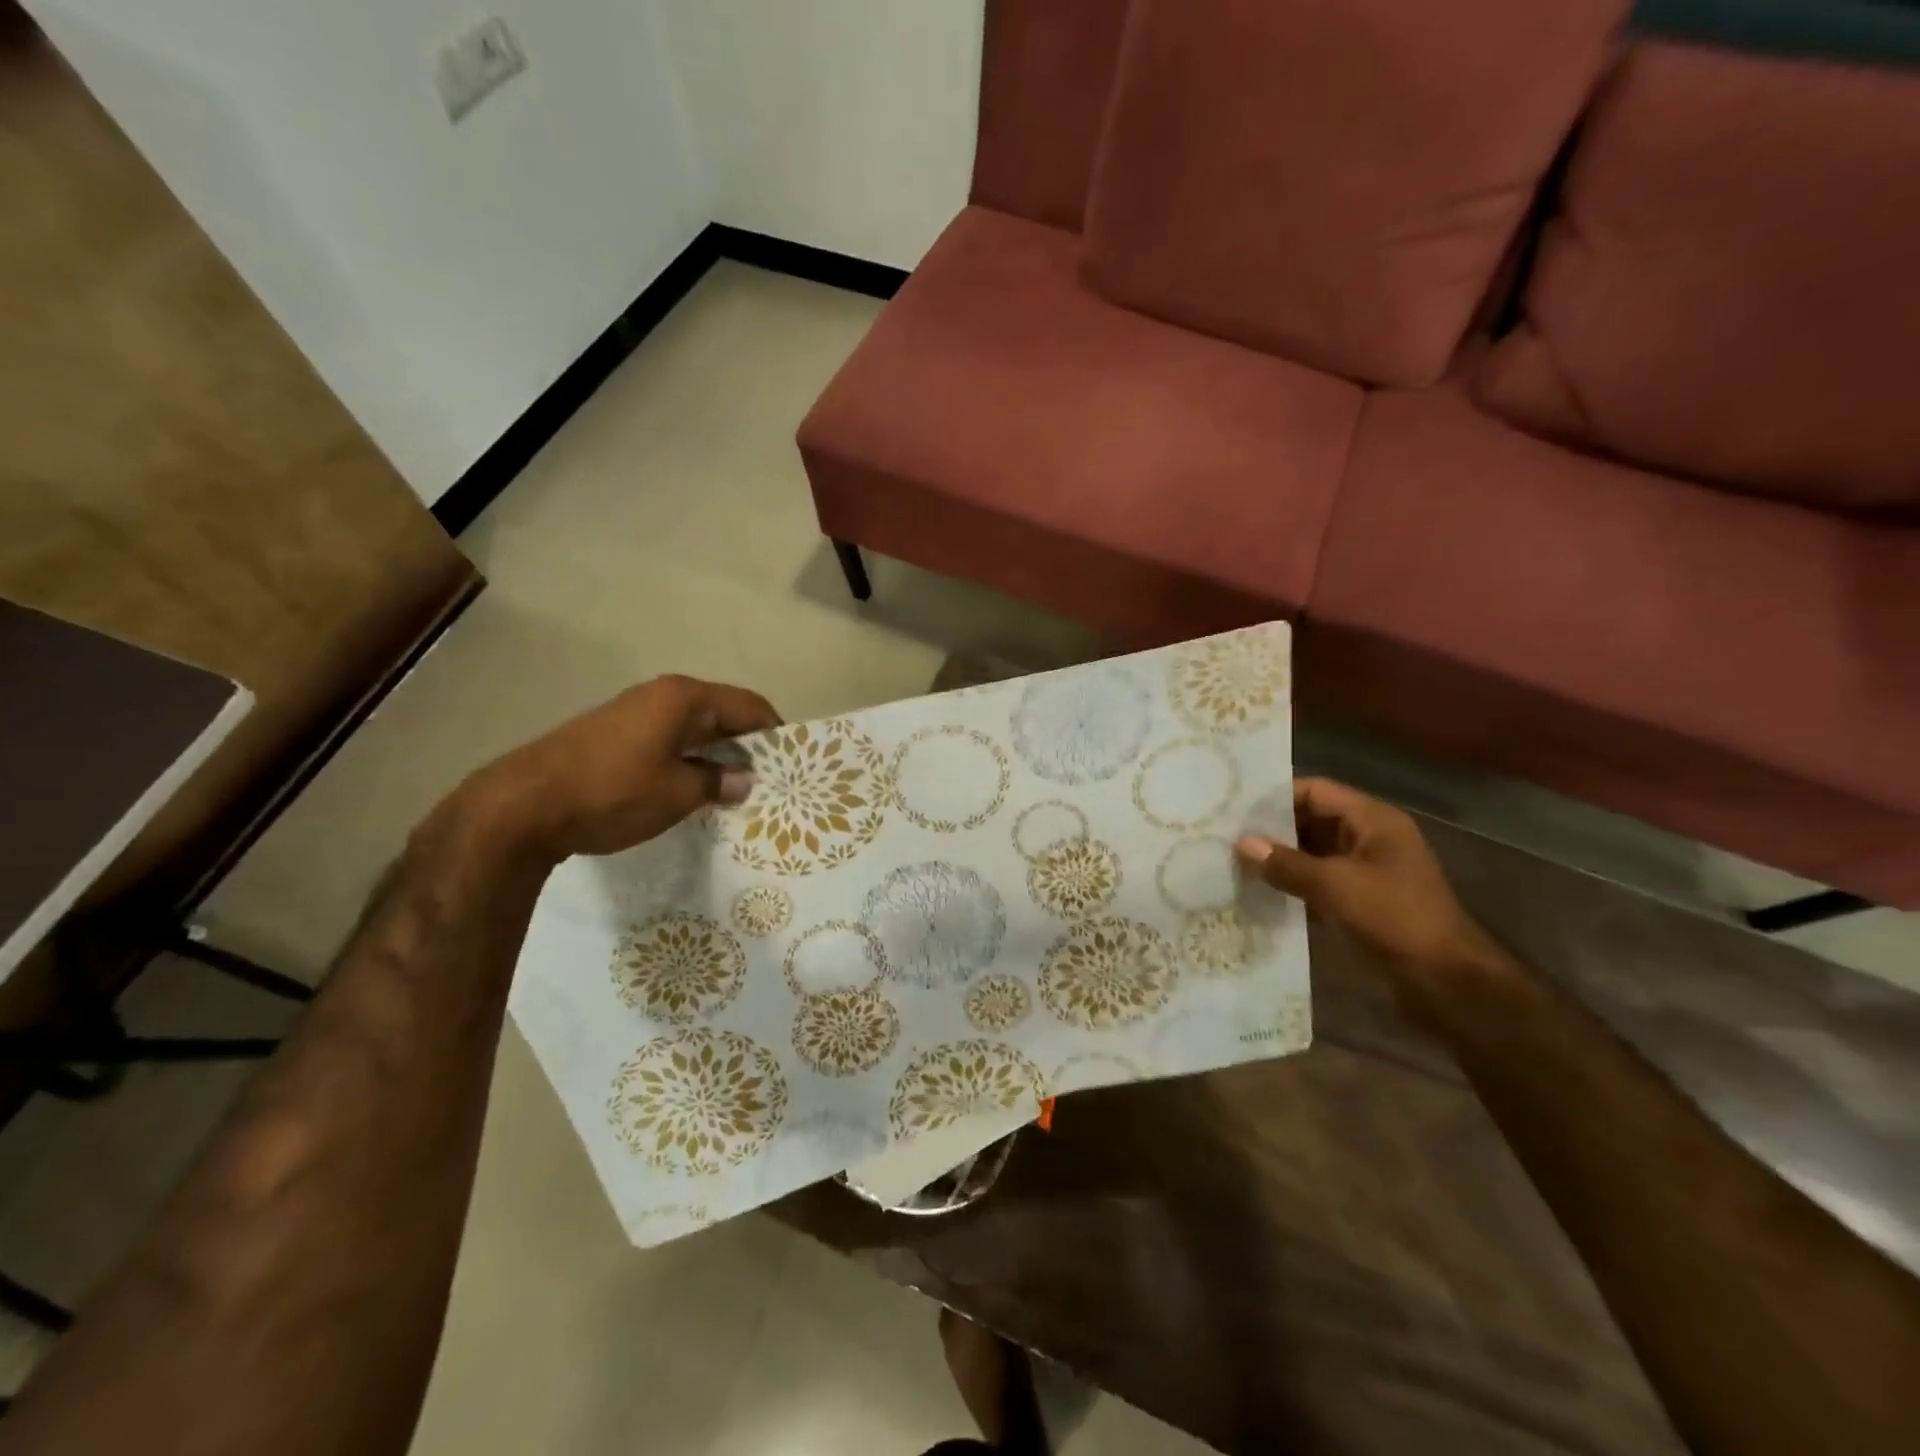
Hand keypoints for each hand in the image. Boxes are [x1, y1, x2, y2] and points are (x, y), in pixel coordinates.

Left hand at [459, 675, 779, 863]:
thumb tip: (744, 780)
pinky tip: (692, 789)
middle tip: (768, 780)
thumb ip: (718, 783)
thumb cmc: (614, 792)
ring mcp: (633, 713)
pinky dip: (687, 760)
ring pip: (693, 729)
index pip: (749, 705)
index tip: (791, 764)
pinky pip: (667, 741)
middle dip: (746, 745)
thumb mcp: (678, 793)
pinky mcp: (612, 736)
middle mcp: (660, 695)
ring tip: (734, 790)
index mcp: (684, 698)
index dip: (774, 732)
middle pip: (721, 713)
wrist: (522, 806)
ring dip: (716, 755)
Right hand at [1235, 778, 1510, 1000]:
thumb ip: (1286, 864)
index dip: (1276, 797)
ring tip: (1235, 863)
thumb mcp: (1335, 886)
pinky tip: (1259, 893)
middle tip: (1226, 836)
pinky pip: (1320, 882)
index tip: (1234, 808)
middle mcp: (1370, 838)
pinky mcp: (1362, 902)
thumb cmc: (1394, 918)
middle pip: (1312, 820)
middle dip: (1273, 830)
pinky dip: (1293, 885)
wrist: (1447, 983)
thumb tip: (1241, 843)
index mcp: (1373, 820)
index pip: (1316, 791)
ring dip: (1280, 860)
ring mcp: (1367, 871)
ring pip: (1313, 854)